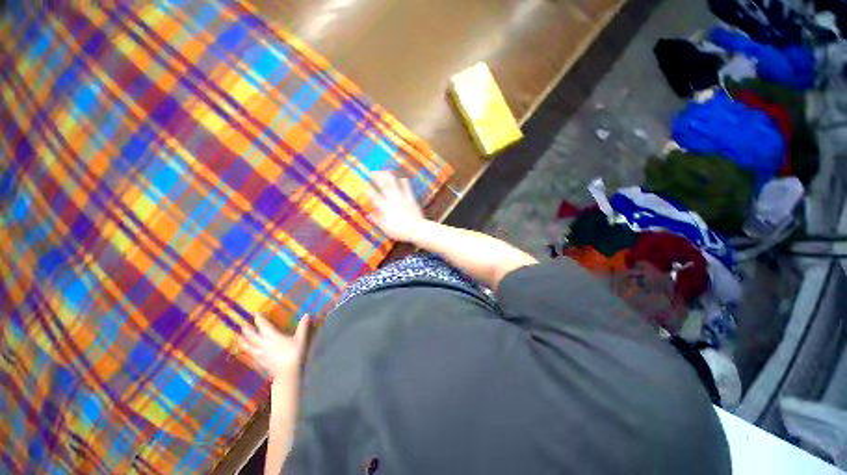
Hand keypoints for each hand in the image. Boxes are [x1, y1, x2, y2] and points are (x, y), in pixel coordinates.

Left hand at [240, 314, 309, 380]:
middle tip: (242, 324)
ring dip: (244, 341)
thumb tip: (307, 314)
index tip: (256, 314)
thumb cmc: (295, 353)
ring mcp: (261, 355)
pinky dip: (248, 352)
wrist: (288, 372)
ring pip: (249, 346)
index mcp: (273, 337)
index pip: (264, 326)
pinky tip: (247, 353)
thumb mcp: (301, 338)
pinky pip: (252, 356)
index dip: (259, 319)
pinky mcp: (261, 363)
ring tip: (239, 337)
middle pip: (253, 336)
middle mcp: (264, 344)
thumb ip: (303, 327)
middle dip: (248, 329)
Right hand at [369, 171, 426, 242]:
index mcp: (386, 209)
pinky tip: (403, 176)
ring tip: (385, 170)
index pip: (375, 198)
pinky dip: (404, 182)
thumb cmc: (400, 231)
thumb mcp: (386, 229)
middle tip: (372, 172)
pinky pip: (407, 189)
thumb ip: (377, 221)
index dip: (369, 192)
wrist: (417, 230)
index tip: (364, 186)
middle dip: (378, 179)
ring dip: (389, 177)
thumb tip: (367, 215)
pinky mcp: (411, 200)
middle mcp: (393, 201)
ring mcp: (402, 199)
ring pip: (395, 186)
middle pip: (384, 188)